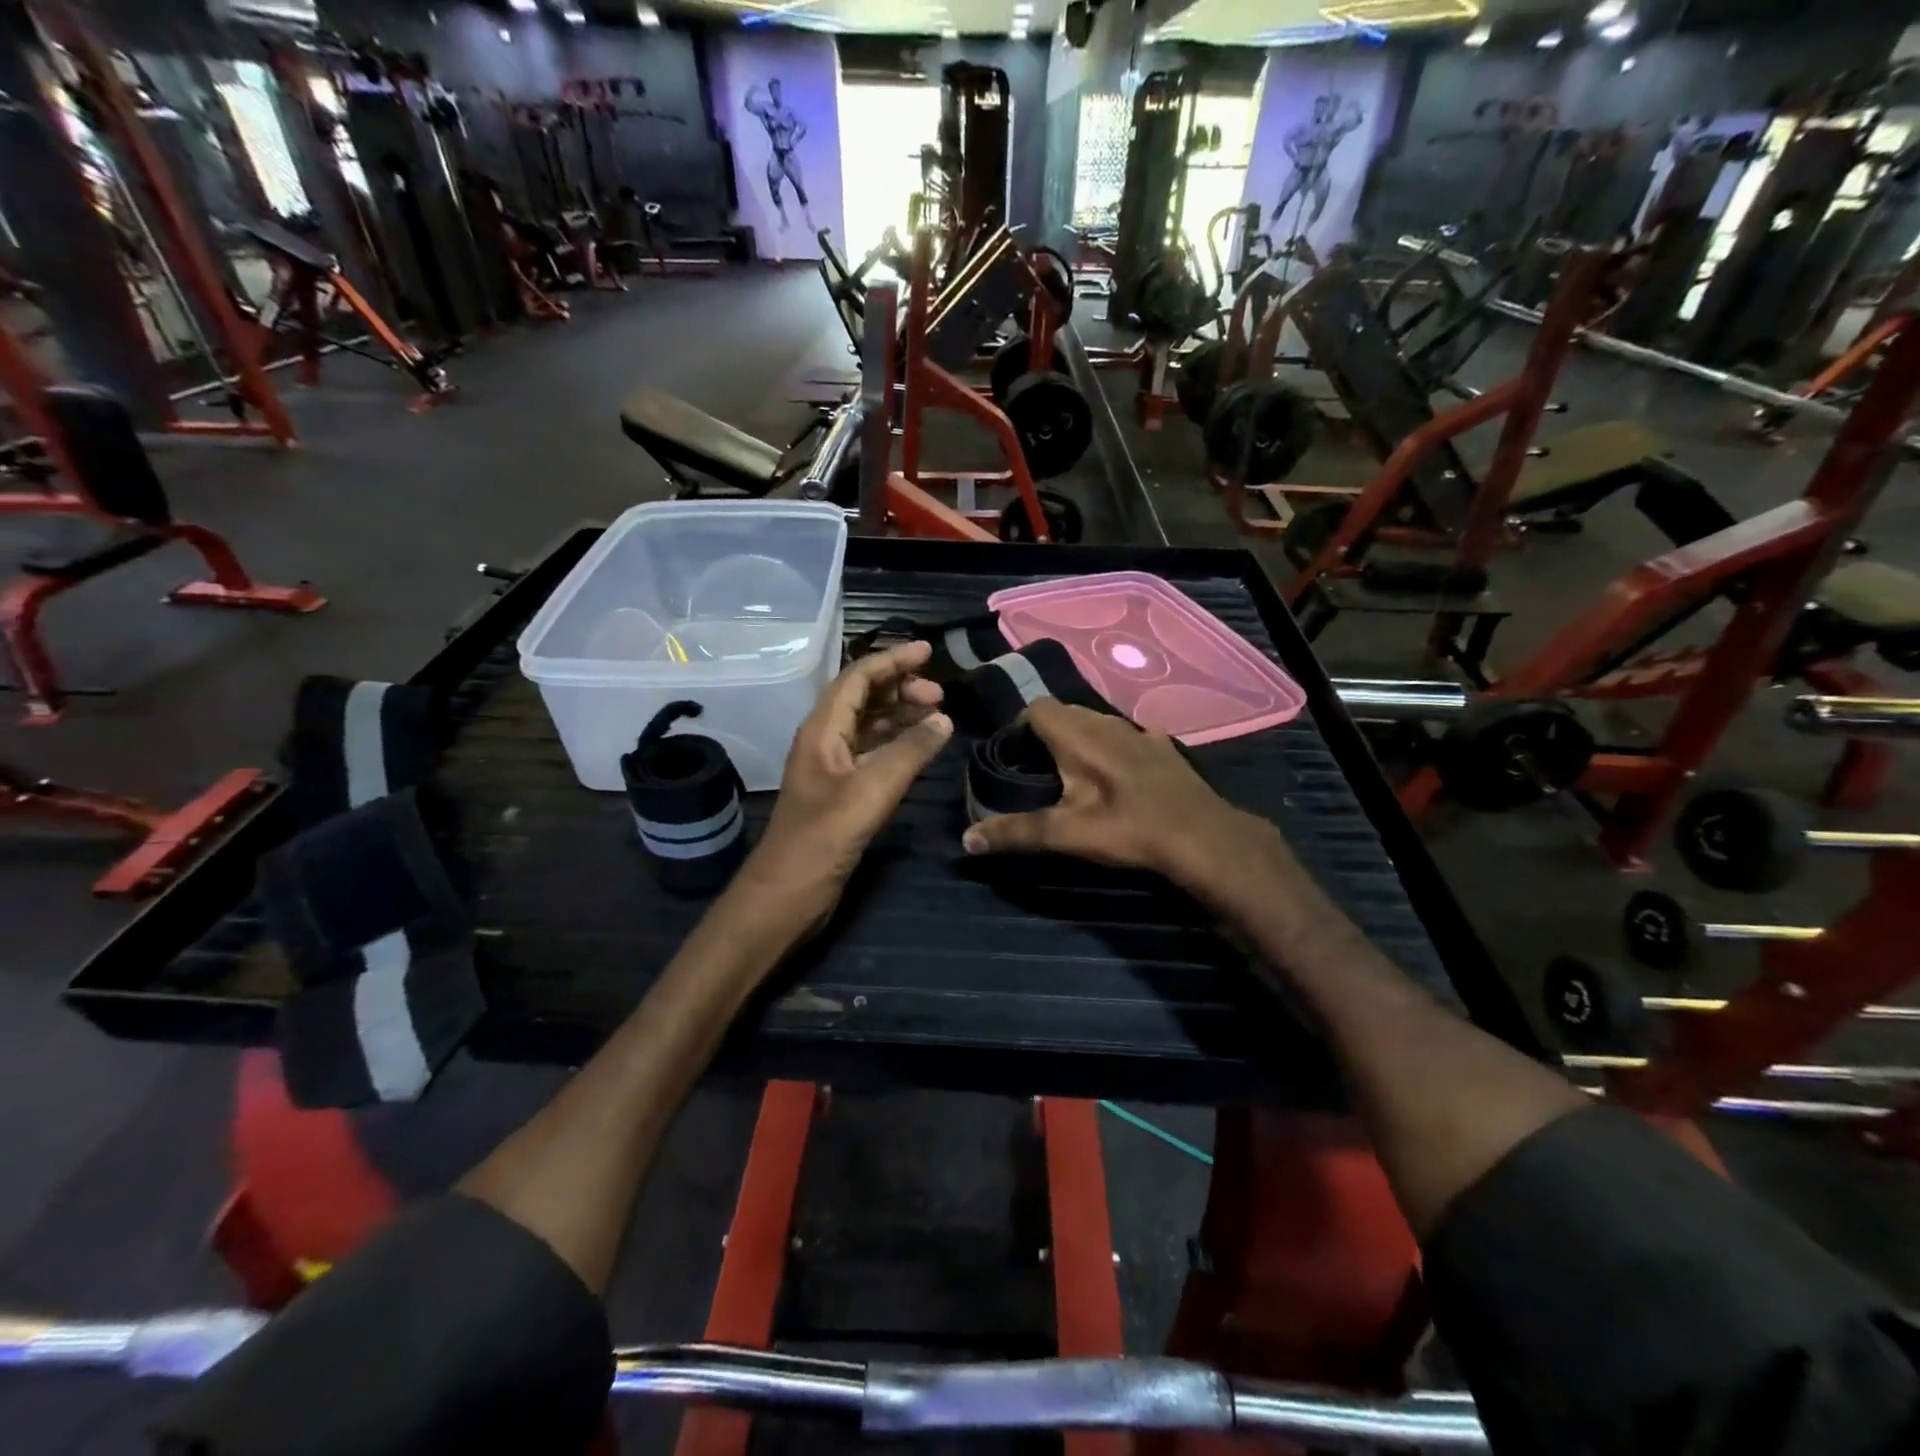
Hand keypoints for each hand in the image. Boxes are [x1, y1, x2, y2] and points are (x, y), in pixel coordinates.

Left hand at [735, 641, 952, 934]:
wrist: (787, 895)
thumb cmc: (823, 838)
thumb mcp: (872, 790)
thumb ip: (910, 751)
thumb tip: (945, 719)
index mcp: (822, 729)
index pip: (858, 678)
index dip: (892, 661)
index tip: (927, 651)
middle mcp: (825, 740)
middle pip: (863, 697)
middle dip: (900, 688)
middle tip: (940, 695)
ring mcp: (832, 768)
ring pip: (869, 725)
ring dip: (900, 715)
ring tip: (937, 715)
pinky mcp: (841, 793)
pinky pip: (872, 753)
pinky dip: (897, 744)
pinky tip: (920, 749)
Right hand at [959, 699, 1278, 897]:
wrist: (1202, 836)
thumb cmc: (1128, 829)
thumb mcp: (1066, 834)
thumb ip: (1015, 833)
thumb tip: (966, 840)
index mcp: (1078, 734)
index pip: (1036, 708)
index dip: (1019, 728)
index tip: (1013, 758)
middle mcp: (1106, 722)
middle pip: (1065, 712)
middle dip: (1047, 735)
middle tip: (1037, 771)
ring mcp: (1139, 731)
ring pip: (1097, 722)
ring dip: (1080, 739)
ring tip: (1074, 775)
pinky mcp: (1162, 746)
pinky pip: (1127, 735)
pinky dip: (1113, 747)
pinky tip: (1118, 777)